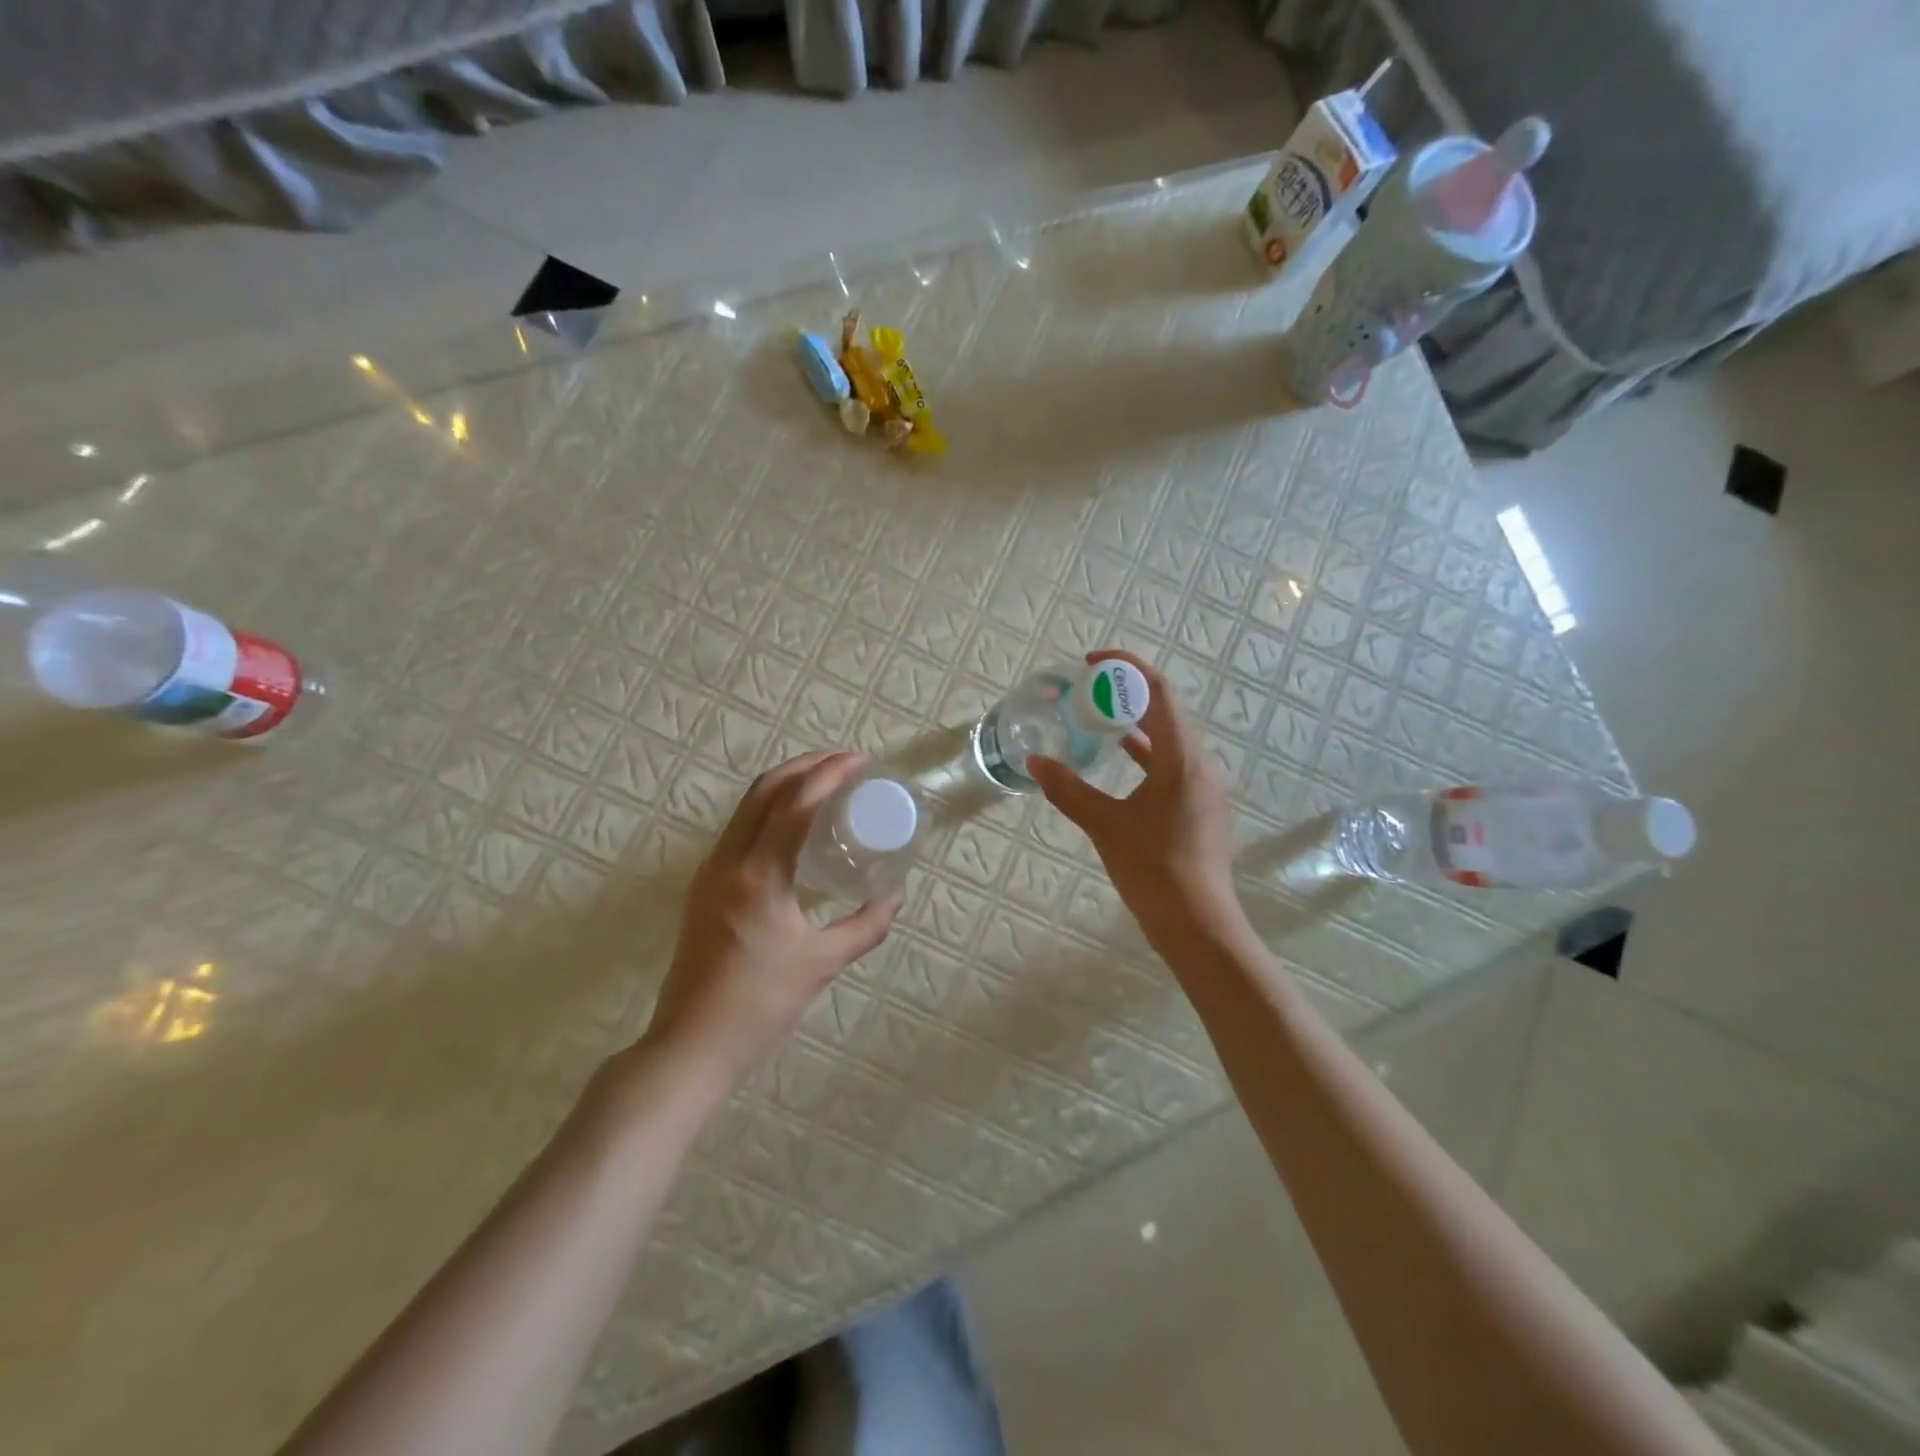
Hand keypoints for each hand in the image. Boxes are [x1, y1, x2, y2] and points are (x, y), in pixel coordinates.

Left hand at [644, 752, 902, 1087]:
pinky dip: (770, 809)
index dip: (830, 774)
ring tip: (825, 783)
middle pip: (765, 790)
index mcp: (759, 875)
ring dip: (786, 783)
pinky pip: (739, 828)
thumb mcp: (822, 963)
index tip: (861, 763)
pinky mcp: (704, 885)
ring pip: (747, 805)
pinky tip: (794, 824)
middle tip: (844, 762)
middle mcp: (728, 860)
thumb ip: (865, 925)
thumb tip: (895, 896)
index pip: (795, 803)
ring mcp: (710, 870)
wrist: (692, 1042)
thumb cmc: (760, 1004)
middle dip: (806, 765)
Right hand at [1029, 651, 1243, 954]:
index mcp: (1182, 758)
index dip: (1127, 669)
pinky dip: (1146, 752)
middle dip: (1128, 692)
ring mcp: (1204, 786)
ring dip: (1137, 722)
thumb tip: (1035, 763)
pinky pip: (1172, 762)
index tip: (1092, 663)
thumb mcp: (1105, 825)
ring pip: (1171, 737)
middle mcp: (1201, 763)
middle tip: (1088, 690)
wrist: (1198, 924)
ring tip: (1098, 716)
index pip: (1159, 692)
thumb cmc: (1153, 869)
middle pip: (1167, 710)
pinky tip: (1120, 758)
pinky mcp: (1200, 806)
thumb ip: (1069, 790)